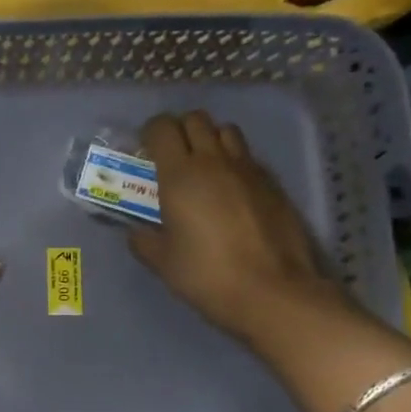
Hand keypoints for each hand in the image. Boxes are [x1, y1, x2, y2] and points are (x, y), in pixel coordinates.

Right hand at [130, 111, 353, 349]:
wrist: (273, 291)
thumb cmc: (207, 275)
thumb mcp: (163, 263)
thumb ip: (144, 241)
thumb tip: (137, 232)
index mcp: (180, 175)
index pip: (162, 128)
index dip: (150, 133)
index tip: (144, 152)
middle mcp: (214, 161)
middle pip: (196, 120)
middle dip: (179, 130)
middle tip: (170, 157)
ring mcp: (248, 169)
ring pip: (226, 131)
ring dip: (210, 139)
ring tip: (202, 167)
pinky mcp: (273, 184)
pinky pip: (248, 157)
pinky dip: (234, 161)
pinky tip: (230, 190)